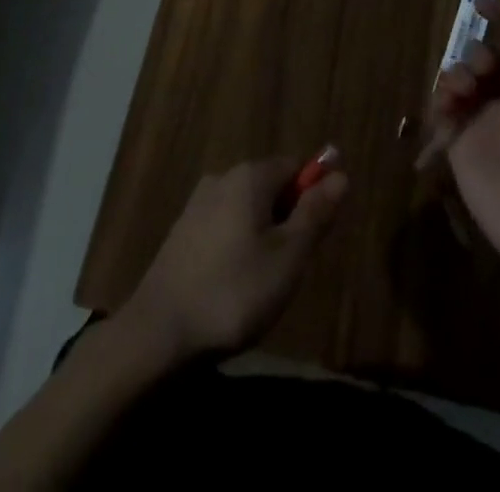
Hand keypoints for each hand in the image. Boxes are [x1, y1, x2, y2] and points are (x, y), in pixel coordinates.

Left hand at [121, 157, 346, 361]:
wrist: (159, 333)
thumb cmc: (234, 292)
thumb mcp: (288, 257)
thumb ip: (315, 213)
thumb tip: (341, 174)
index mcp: (250, 175)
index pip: (296, 166)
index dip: (312, 197)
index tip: (313, 240)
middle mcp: (223, 177)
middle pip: (271, 187)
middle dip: (287, 221)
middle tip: (289, 269)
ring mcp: (198, 204)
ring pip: (247, 210)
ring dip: (262, 238)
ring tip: (261, 286)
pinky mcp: (182, 232)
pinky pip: (224, 228)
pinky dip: (237, 249)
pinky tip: (233, 288)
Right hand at [430, 0, 499, 278]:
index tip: (479, 5)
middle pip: (487, 57)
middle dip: (479, 53)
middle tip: (483, 69)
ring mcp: (487, 121)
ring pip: (462, 79)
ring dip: (458, 74)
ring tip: (462, 90)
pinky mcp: (463, 144)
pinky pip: (444, 110)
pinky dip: (441, 100)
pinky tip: (447, 107)